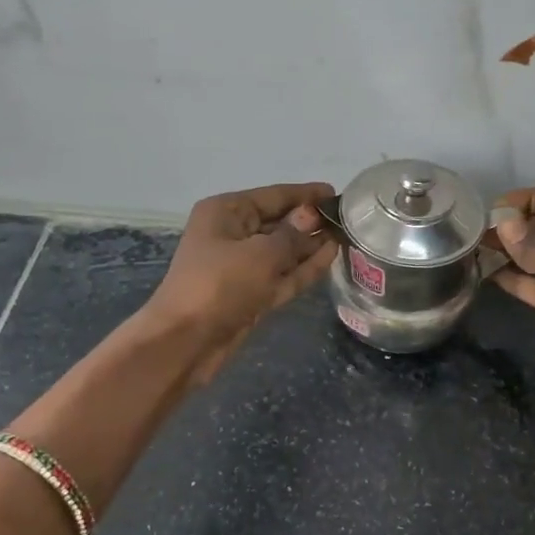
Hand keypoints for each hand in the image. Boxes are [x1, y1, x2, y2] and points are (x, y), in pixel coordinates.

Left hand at [143, 182, 337, 382]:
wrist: (186, 341)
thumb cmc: (219, 284)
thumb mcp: (262, 253)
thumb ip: (293, 235)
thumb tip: (312, 217)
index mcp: (226, 212)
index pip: (273, 196)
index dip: (305, 194)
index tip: (337, 193)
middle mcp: (233, 234)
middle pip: (279, 222)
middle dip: (310, 221)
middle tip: (348, 219)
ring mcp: (242, 267)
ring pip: (283, 251)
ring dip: (311, 245)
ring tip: (345, 236)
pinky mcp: (251, 294)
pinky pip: (282, 275)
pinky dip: (304, 268)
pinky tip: (330, 257)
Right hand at [488, 185, 534, 408]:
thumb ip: (530, 243)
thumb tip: (502, 225)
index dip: (529, 199)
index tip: (495, 208)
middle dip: (516, 225)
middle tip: (480, 228)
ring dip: (510, 249)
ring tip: (476, 245)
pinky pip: (532, 281)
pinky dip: (511, 276)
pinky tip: (485, 270)